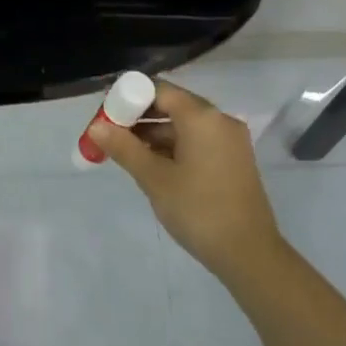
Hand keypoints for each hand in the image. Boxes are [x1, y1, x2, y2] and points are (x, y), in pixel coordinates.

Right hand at [90, 79, 281, 282]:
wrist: (249, 254)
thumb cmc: (198, 210)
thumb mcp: (154, 179)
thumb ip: (124, 148)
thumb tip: (96, 126)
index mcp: (202, 117)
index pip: (159, 90)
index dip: (129, 99)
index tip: (106, 117)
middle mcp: (220, 120)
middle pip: (172, 105)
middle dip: (139, 118)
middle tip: (111, 136)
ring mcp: (230, 140)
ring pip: (185, 125)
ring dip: (155, 134)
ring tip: (126, 154)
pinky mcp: (234, 159)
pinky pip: (198, 141)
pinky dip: (174, 147)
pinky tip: (154, 166)